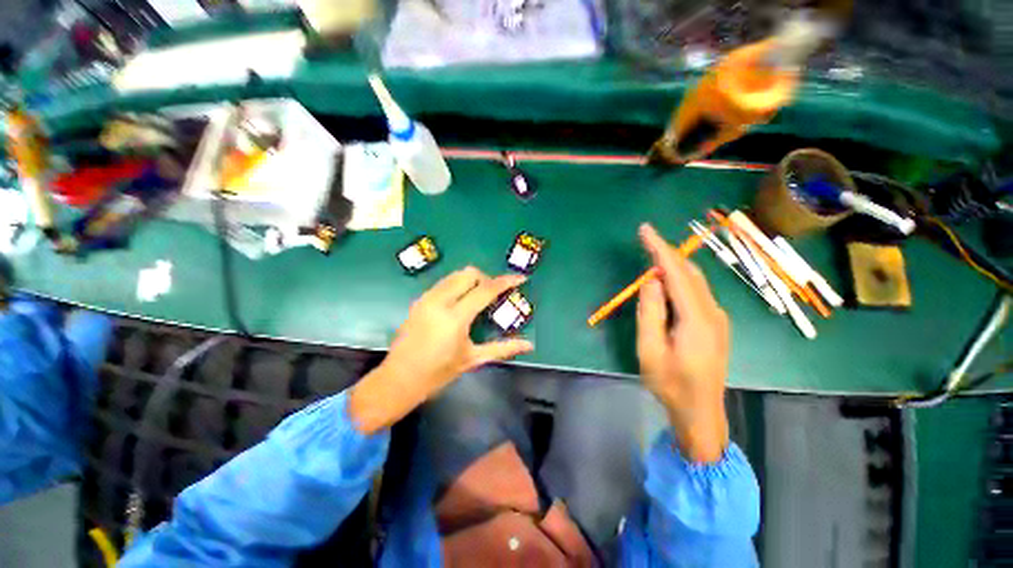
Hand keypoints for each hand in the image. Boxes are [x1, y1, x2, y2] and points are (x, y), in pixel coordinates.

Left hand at [349, 267, 532, 433]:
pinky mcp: (419, 301)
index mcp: (455, 317)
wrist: (399, 379)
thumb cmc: (438, 373)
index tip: (520, 278)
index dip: (505, 282)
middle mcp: (440, 301)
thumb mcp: (473, 360)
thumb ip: (503, 349)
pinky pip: (443, 283)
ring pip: (455, 275)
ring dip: (471, 280)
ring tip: (478, 297)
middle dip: (486, 279)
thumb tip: (529, 346)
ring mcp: (427, 299)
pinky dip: (457, 285)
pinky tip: (460, 302)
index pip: (485, 290)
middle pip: (469, 274)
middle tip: (494, 295)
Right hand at [636, 223, 730, 462]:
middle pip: (690, 273)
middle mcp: (714, 312)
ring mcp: (718, 318)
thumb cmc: (670, 384)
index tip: (644, 230)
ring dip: (672, 268)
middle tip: (644, 243)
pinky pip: (696, 293)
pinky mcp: (715, 324)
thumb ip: (650, 312)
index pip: (677, 273)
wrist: (701, 412)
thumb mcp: (649, 349)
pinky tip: (664, 286)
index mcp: (697, 319)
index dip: (659, 249)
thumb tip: (650, 280)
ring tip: (650, 261)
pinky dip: (678, 282)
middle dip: (666, 255)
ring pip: (695, 282)